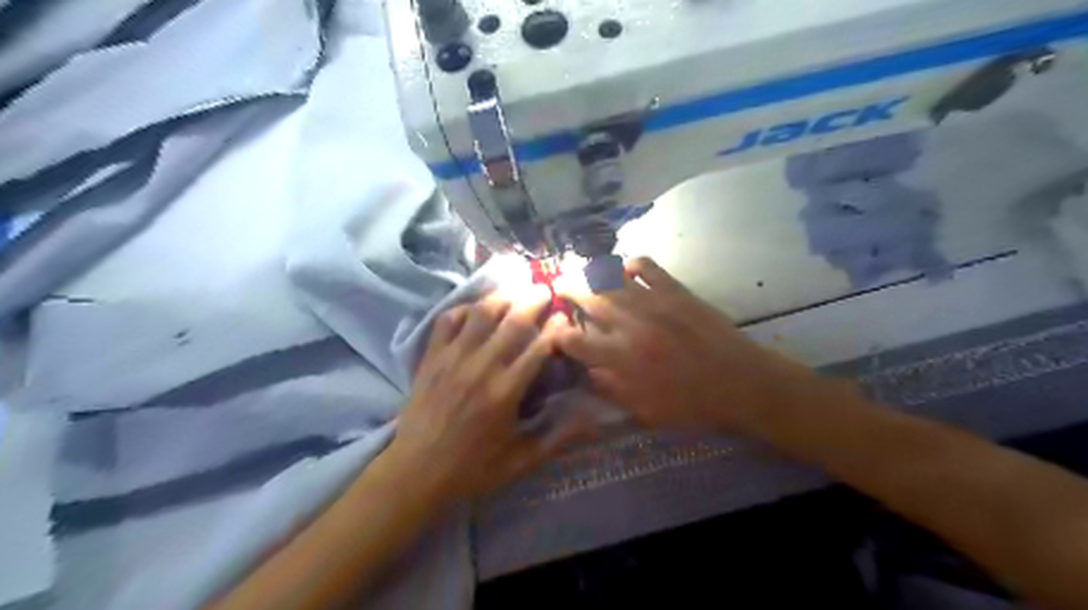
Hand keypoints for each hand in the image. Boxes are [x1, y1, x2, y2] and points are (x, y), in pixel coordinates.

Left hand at [383, 292, 585, 503]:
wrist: (416, 471)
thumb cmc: (473, 468)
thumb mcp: (521, 461)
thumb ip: (559, 438)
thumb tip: (595, 421)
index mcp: (506, 392)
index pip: (538, 347)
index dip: (555, 327)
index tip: (564, 316)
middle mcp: (482, 368)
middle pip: (512, 321)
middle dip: (533, 301)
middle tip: (545, 289)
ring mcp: (453, 359)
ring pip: (481, 314)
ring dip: (501, 298)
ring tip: (514, 291)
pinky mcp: (431, 358)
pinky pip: (447, 321)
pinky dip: (462, 309)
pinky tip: (474, 310)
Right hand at [554, 255, 824, 433]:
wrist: (740, 384)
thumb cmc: (691, 404)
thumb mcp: (644, 410)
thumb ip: (610, 389)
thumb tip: (586, 369)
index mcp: (620, 359)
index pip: (573, 340)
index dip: (557, 333)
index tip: (555, 329)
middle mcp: (630, 326)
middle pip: (587, 298)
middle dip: (567, 289)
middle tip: (559, 285)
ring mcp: (653, 303)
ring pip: (611, 278)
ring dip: (591, 273)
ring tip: (582, 272)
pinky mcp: (676, 291)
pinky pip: (647, 266)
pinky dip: (631, 263)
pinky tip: (626, 269)